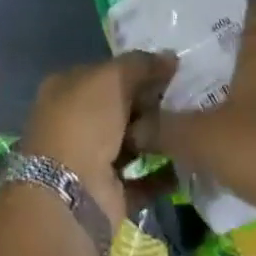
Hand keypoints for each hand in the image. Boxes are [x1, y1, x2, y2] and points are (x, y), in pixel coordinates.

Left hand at [22, 51, 176, 227]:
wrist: (70, 197)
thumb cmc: (84, 122)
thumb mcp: (113, 77)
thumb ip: (142, 64)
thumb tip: (170, 58)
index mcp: (66, 89)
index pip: (106, 72)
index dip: (136, 68)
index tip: (170, 69)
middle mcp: (74, 122)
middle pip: (120, 106)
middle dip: (150, 101)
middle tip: (185, 95)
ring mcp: (90, 160)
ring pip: (131, 141)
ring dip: (157, 135)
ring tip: (190, 123)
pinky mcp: (108, 194)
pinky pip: (142, 178)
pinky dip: (163, 172)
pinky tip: (188, 157)